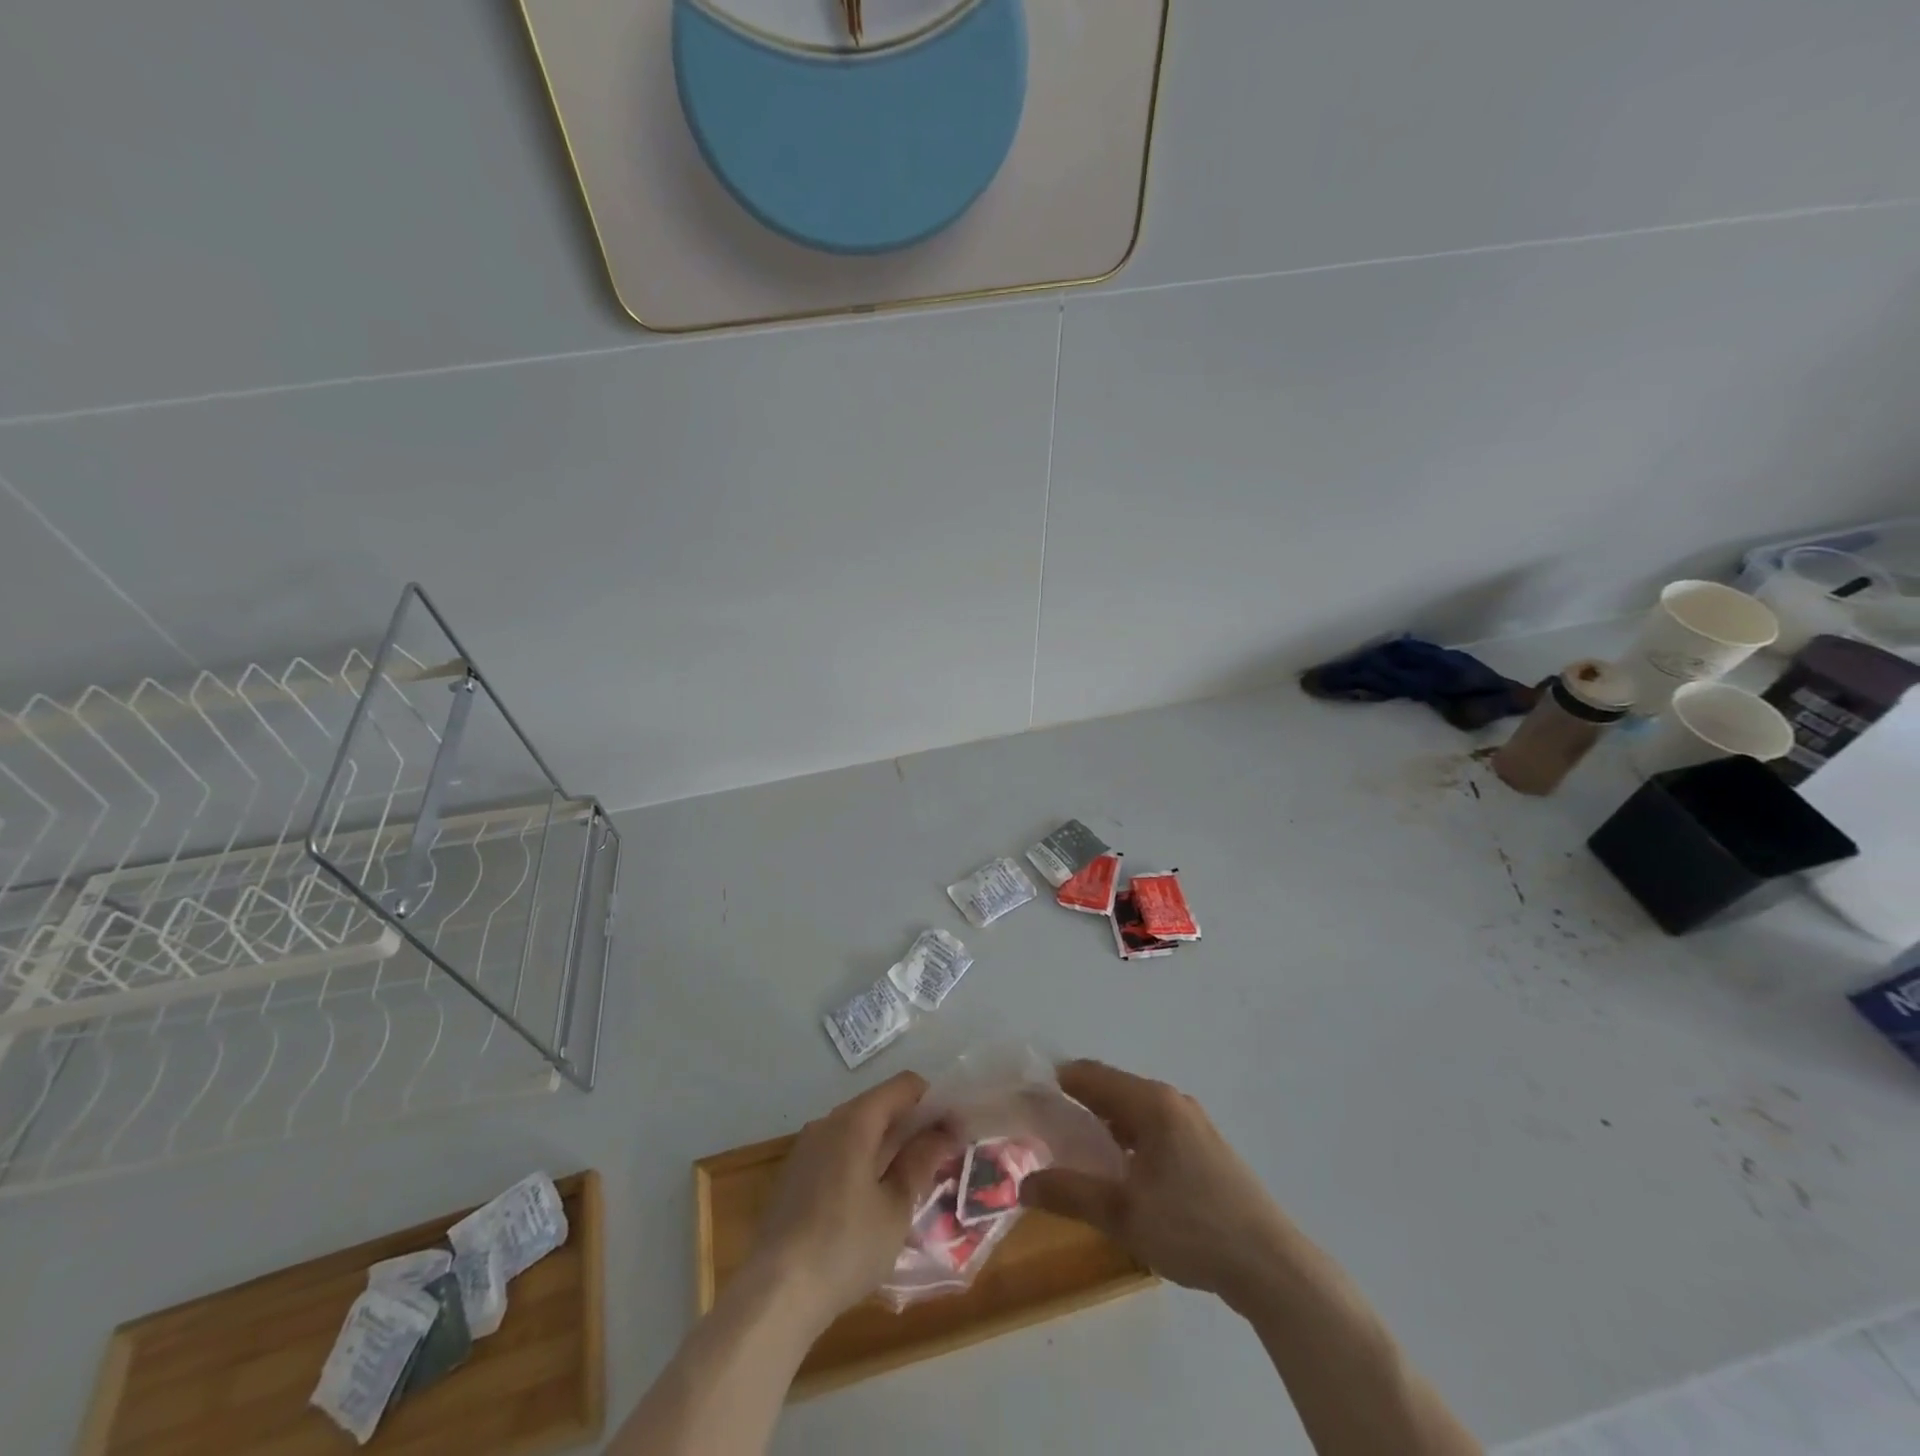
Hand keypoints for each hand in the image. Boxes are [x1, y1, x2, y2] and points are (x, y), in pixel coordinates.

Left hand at [746, 1071, 956, 1334]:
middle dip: (913, 1125)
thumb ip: (921, 1161)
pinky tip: (874, 1201)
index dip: (935, 1102)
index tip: (956, 1131)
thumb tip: (944, 1131)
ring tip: (912, 1182)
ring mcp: (807, 1147)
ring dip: (888, 1145)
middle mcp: (828, 1121)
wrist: (776, 1295)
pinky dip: (863, 1161)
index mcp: (856, 1120)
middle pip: (880, 1105)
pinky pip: (838, 1152)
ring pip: (859, 1130)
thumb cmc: (846, 1247)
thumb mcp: (896, 1207)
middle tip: (941, 1159)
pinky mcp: (795, 1175)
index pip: (904, 1086)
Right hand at [1020, 1060, 1292, 1307]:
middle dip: (1078, 1104)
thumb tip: (1022, 1184)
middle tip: (1046, 1130)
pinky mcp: (1206, 1148)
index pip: (1091, 1075)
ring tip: (1078, 1152)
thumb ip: (1070, 1193)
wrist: (1271, 1266)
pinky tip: (1122, 1171)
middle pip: (1113, 1089)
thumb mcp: (1122, 1215)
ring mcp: (1194, 1123)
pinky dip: (1129, 1137)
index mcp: (1151, 1103)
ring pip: (1135, 1110)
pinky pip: (1155, 1128)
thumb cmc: (1192, 1229)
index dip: (1057, 1084)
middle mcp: (1172, 1101)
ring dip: (1105, 1123)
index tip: (1028, 1101)